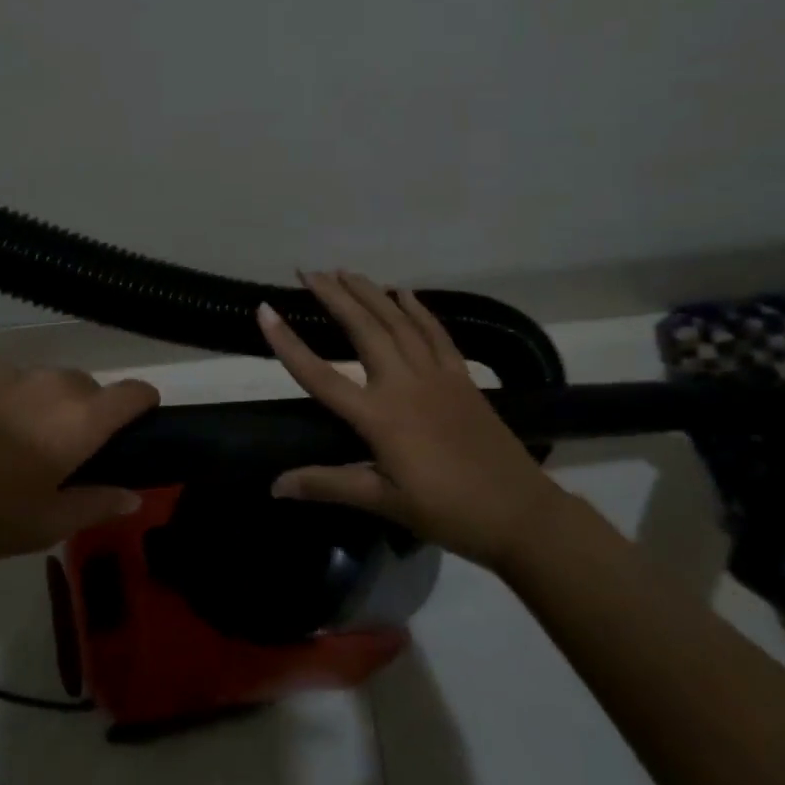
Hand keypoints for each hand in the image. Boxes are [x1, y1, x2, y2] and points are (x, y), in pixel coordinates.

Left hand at [0, 365, 159, 583]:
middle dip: (90, 414)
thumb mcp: (40, 527)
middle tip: (64, 460)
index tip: (135, 432)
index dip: (144, 408)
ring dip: (47, 407)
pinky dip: (8, 402)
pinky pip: (5, 382)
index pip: (134, 392)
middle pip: (89, 387)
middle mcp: (48, 383)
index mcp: (78, 419)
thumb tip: (134, 494)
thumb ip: (95, 505)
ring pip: (46, 382)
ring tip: (14, 450)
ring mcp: (3, 372)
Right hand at [258, 270, 566, 568]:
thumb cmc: (446, 511)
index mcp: (378, 416)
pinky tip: (404, 293)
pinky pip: (436, 333)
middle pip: (363, 330)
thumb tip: (274, 486)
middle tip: (309, 272)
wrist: (520, 512)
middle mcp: (404, 384)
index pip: (320, 375)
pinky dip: (418, 310)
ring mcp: (437, 376)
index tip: (264, 311)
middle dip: (334, 296)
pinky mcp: (462, 378)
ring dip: (370, 293)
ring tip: (346, 272)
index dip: (288, 343)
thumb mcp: (382, 502)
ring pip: (398, 323)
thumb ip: (327, 484)